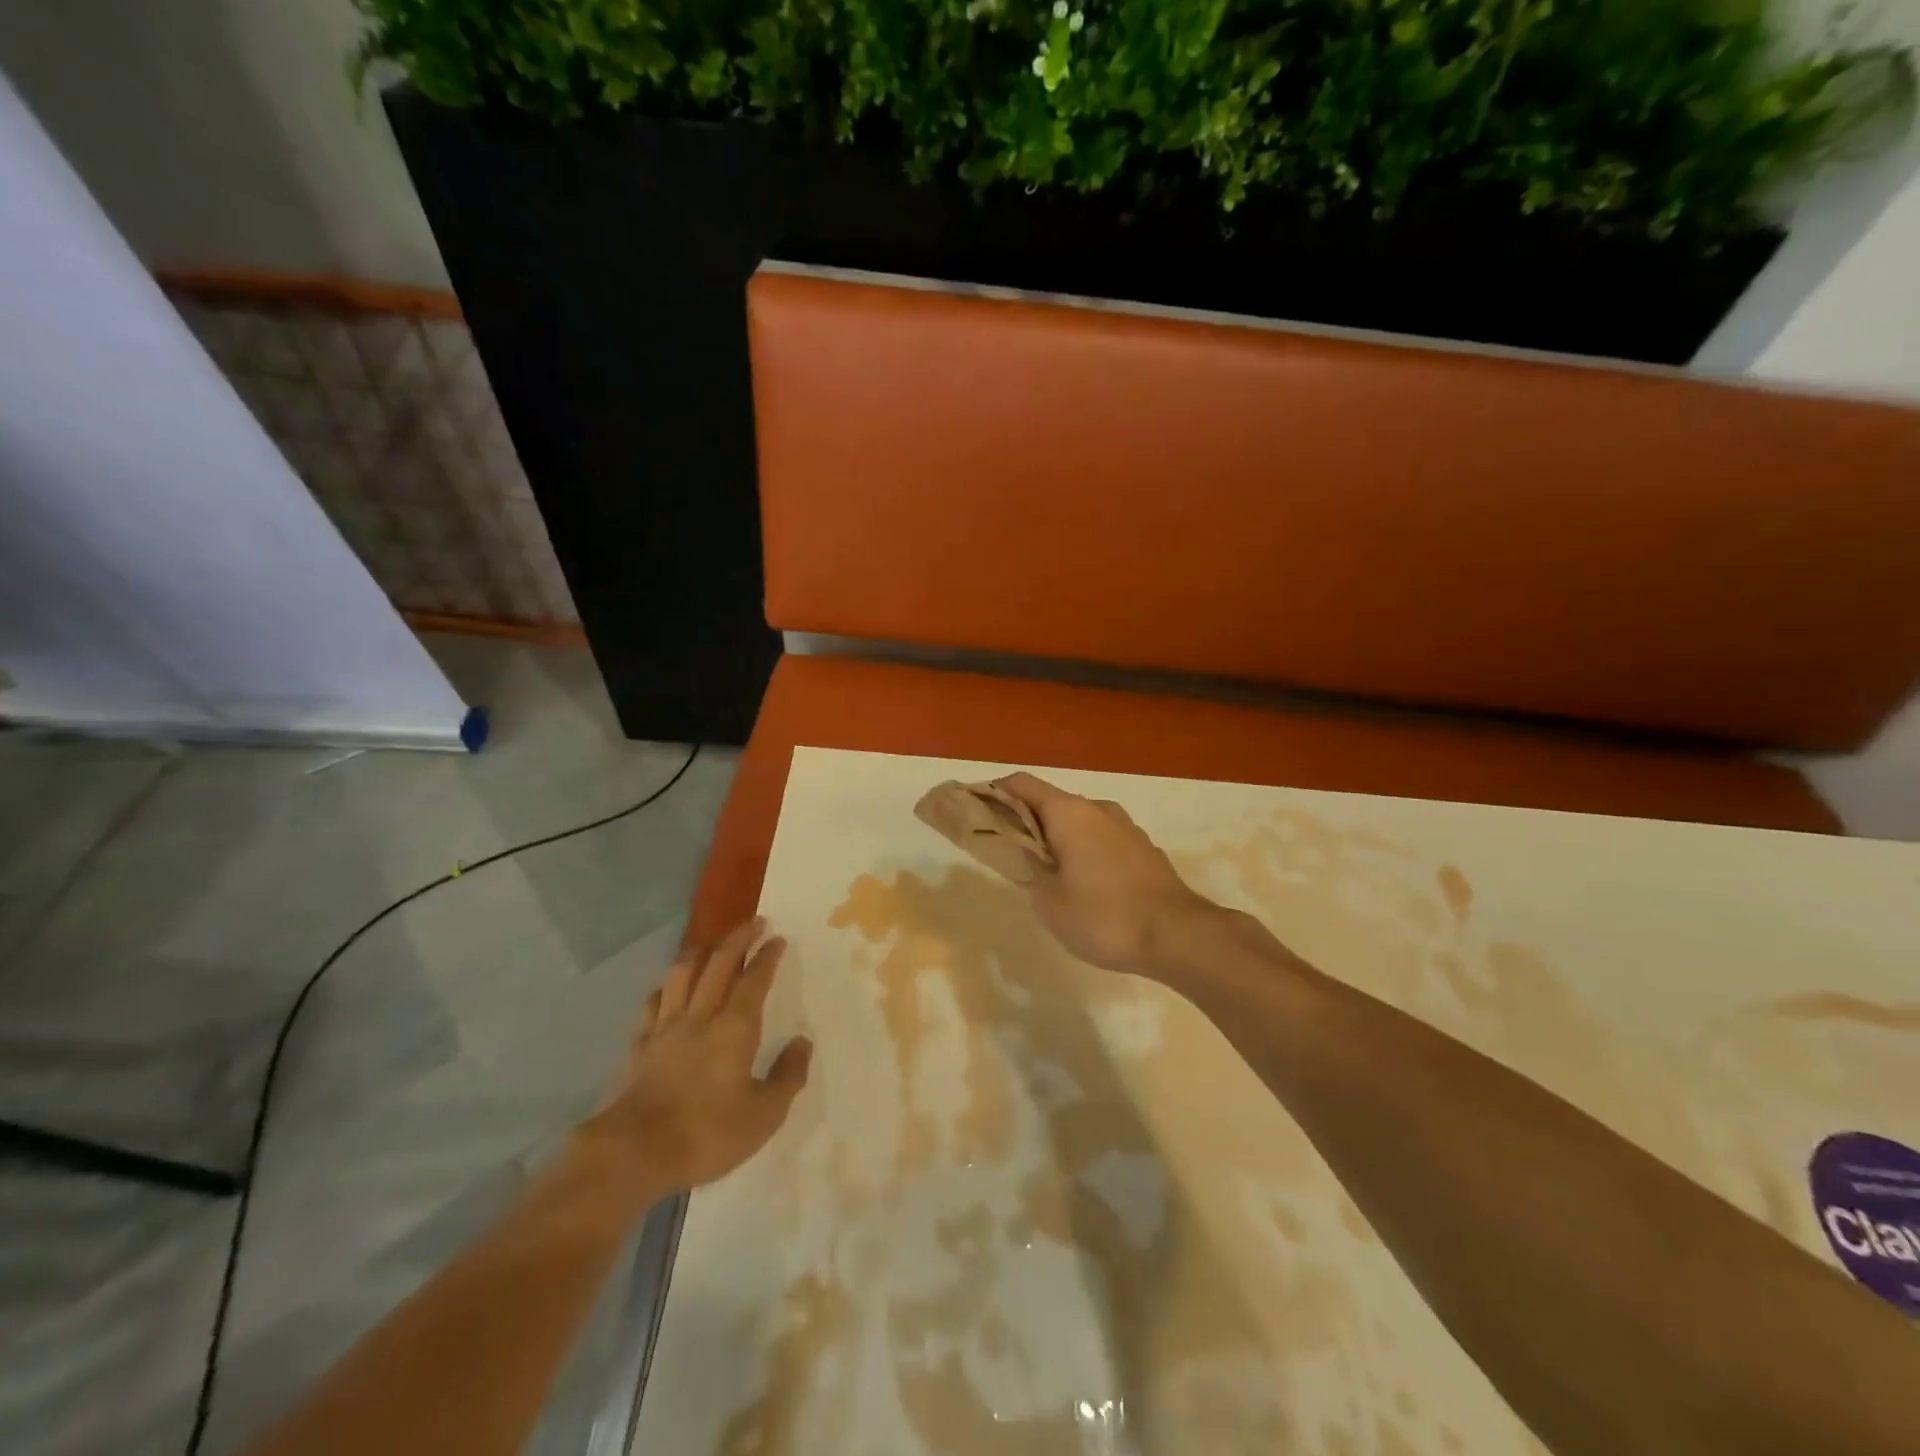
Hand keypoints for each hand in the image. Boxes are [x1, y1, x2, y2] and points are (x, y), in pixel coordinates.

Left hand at [576, 918, 811, 1197]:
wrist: (635, 1152)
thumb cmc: (707, 1133)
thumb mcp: (764, 1115)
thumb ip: (787, 1076)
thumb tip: (802, 1043)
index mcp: (735, 1028)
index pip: (754, 980)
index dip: (767, 956)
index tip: (777, 937)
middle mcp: (701, 1016)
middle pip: (719, 965)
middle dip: (738, 939)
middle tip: (754, 922)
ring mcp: (666, 1028)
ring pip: (682, 976)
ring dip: (699, 953)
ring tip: (710, 945)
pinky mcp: (640, 1046)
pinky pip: (653, 1004)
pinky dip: (665, 989)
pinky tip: (667, 989)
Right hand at [995, 773, 1219, 977]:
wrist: (1179, 936)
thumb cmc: (1104, 917)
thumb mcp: (1049, 901)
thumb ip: (1028, 869)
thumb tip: (1026, 855)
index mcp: (1068, 812)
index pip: (1020, 784)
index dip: (993, 794)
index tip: (976, 815)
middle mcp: (1097, 808)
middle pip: (1049, 802)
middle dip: (1024, 821)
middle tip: (1007, 853)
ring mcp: (1125, 826)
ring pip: (1077, 821)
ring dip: (1055, 838)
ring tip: (1045, 874)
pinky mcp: (1142, 847)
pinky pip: (1100, 837)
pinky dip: (1081, 849)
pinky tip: (1083, 884)